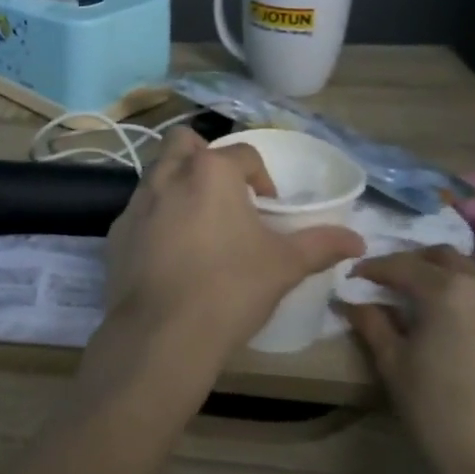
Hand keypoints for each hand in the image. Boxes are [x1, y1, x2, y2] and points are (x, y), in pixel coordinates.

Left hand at [79, 128, 363, 429]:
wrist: (162, 331)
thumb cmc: (230, 288)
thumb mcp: (284, 266)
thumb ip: (320, 245)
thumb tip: (358, 240)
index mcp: (209, 172)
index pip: (243, 153)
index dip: (261, 177)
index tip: (268, 208)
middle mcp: (167, 175)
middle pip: (183, 142)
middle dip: (204, 157)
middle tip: (224, 195)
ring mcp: (135, 202)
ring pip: (156, 173)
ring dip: (177, 185)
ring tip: (199, 225)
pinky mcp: (116, 231)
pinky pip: (139, 211)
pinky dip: (155, 219)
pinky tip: (170, 253)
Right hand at [340, 247, 474, 473]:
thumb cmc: (441, 414)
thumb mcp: (393, 365)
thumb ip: (372, 323)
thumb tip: (352, 300)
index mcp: (447, 290)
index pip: (401, 264)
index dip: (372, 269)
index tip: (352, 277)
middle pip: (443, 255)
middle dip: (411, 262)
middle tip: (387, 282)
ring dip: (455, 265)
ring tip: (431, 287)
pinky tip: (461, 311)